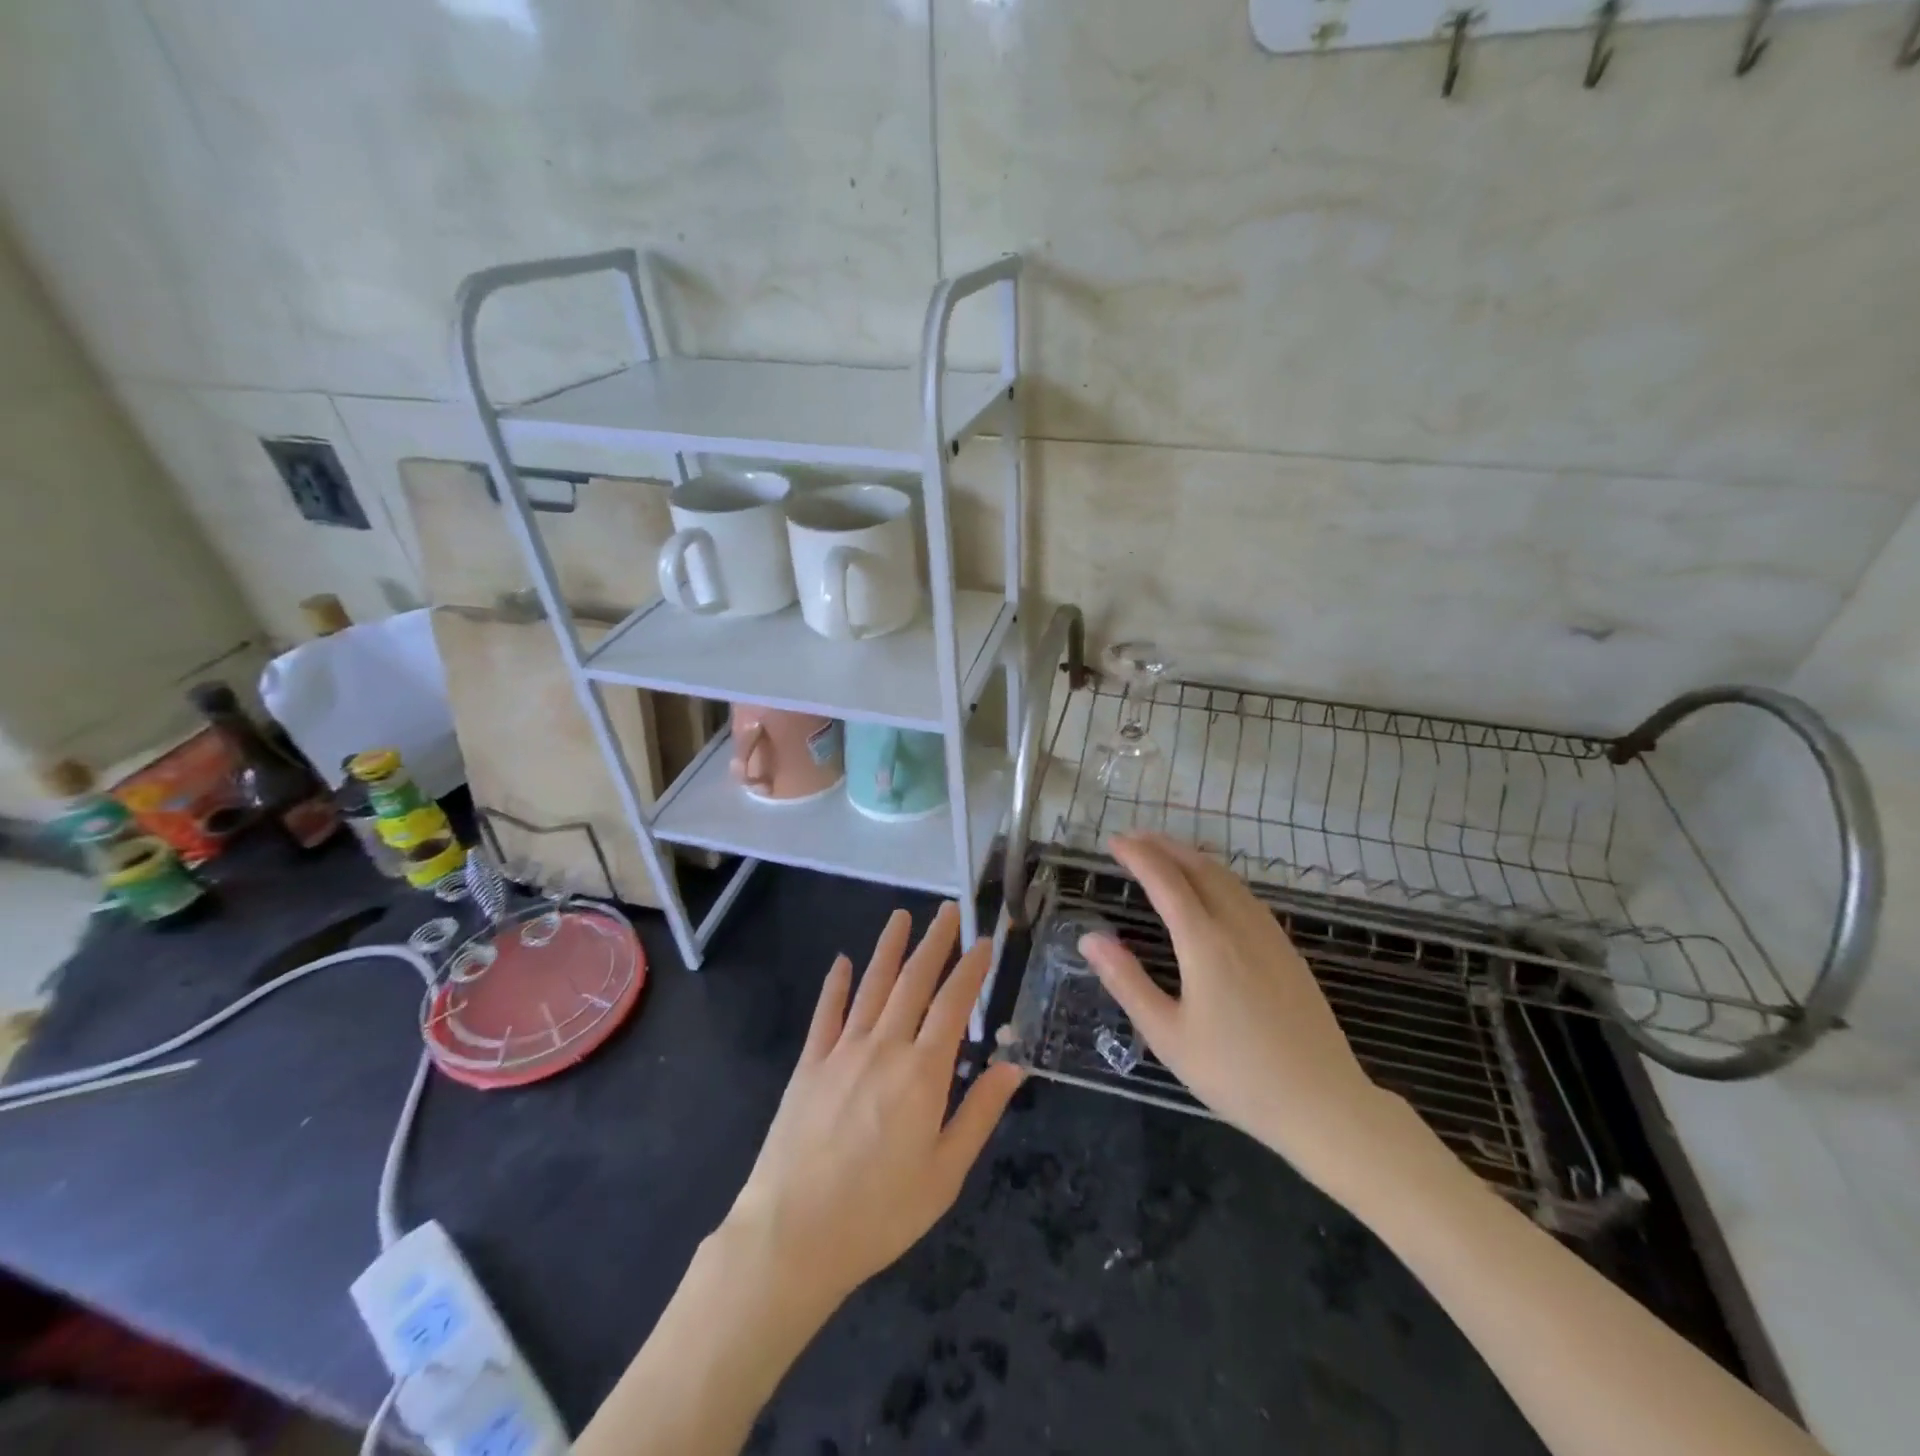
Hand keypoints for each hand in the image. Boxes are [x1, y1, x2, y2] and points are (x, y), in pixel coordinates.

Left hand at [723, 903, 1025, 1313]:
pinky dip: (836, 984)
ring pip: (872, 985)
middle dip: (935, 942)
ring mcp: (842, 1051)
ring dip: (889, 948)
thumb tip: (1012, 1066)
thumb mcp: (945, 1173)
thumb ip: (979, 1113)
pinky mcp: (809, 1064)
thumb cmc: (879, 1212)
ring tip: (902, 916)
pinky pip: (826, 1013)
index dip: (971, 969)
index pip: (954, 1004)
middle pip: (914, 981)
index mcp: (923, 1073)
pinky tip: (842, 962)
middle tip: (948, 910)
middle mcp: (884, 1047)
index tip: (984, 940)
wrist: (792, 1233)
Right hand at [1078, 833, 1432, 1194]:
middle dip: (1164, 846)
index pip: (1165, 881)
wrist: (1323, 1104)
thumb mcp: (1167, 1035)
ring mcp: (1269, 935)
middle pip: (1199, 868)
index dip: (1138, 856)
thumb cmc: (1236, 1075)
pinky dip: (1218, 876)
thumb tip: (1089, 939)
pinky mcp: (1287, 950)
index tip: (1113, 841)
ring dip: (1191, 857)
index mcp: (1206, 943)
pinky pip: (1246, 894)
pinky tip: (1212, 888)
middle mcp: (1239, 926)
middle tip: (1133, 837)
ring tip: (1165, 852)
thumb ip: (1127, 981)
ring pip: (1227, 878)